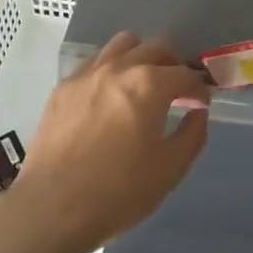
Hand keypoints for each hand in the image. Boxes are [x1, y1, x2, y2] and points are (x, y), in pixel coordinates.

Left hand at [3, 32, 209, 252]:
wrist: (51, 208)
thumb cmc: (118, 192)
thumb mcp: (170, 170)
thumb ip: (192, 134)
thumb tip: (197, 112)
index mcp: (149, 84)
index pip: (185, 74)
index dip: (199, 88)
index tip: (201, 102)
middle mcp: (119, 68)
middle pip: (155, 48)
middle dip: (173, 65)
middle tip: (177, 90)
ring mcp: (87, 74)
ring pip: (122, 45)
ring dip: (140, 57)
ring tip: (142, 84)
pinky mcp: (63, 87)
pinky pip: (94, 63)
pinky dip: (111, 70)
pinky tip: (109, 97)